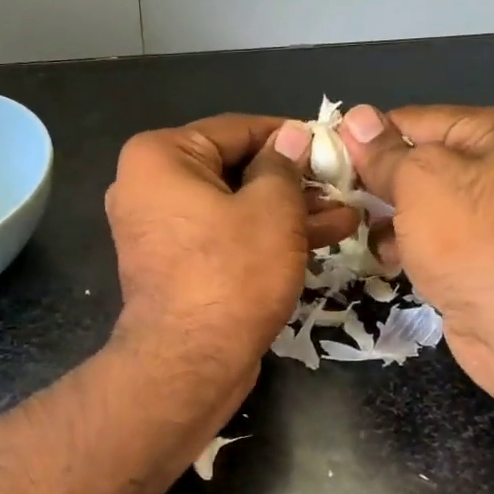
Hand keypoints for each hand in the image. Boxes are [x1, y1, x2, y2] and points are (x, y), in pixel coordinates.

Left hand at [106, 114, 359, 380]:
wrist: (189, 363)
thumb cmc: (231, 273)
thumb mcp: (272, 209)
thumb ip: (284, 165)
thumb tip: (292, 136)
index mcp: (158, 156)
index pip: (236, 129)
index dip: (290, 136)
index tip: (331, 144)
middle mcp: (147, 186)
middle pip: (233, 169)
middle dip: (293, 182)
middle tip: (342, 185)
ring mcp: (157, 228)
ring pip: (232, 207)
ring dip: (287, 212)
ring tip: (345, 216)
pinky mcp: (173, 264)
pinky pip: (222, 236)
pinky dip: (261, 237)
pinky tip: (318, 239)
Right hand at [339, 103, 493, 407]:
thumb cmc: (472, 241)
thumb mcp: (419, 182)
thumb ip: (385, 152)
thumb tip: (356, 117)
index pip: (413, 120)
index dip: (367, 138)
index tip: (325, 159)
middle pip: (420, 161)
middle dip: (376, 181)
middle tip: (332, 197)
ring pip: (423, 203)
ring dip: (388, 216)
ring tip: (356, 231)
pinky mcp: (487, 254)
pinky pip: (436, 236)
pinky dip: (409, 244)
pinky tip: (386, 258)